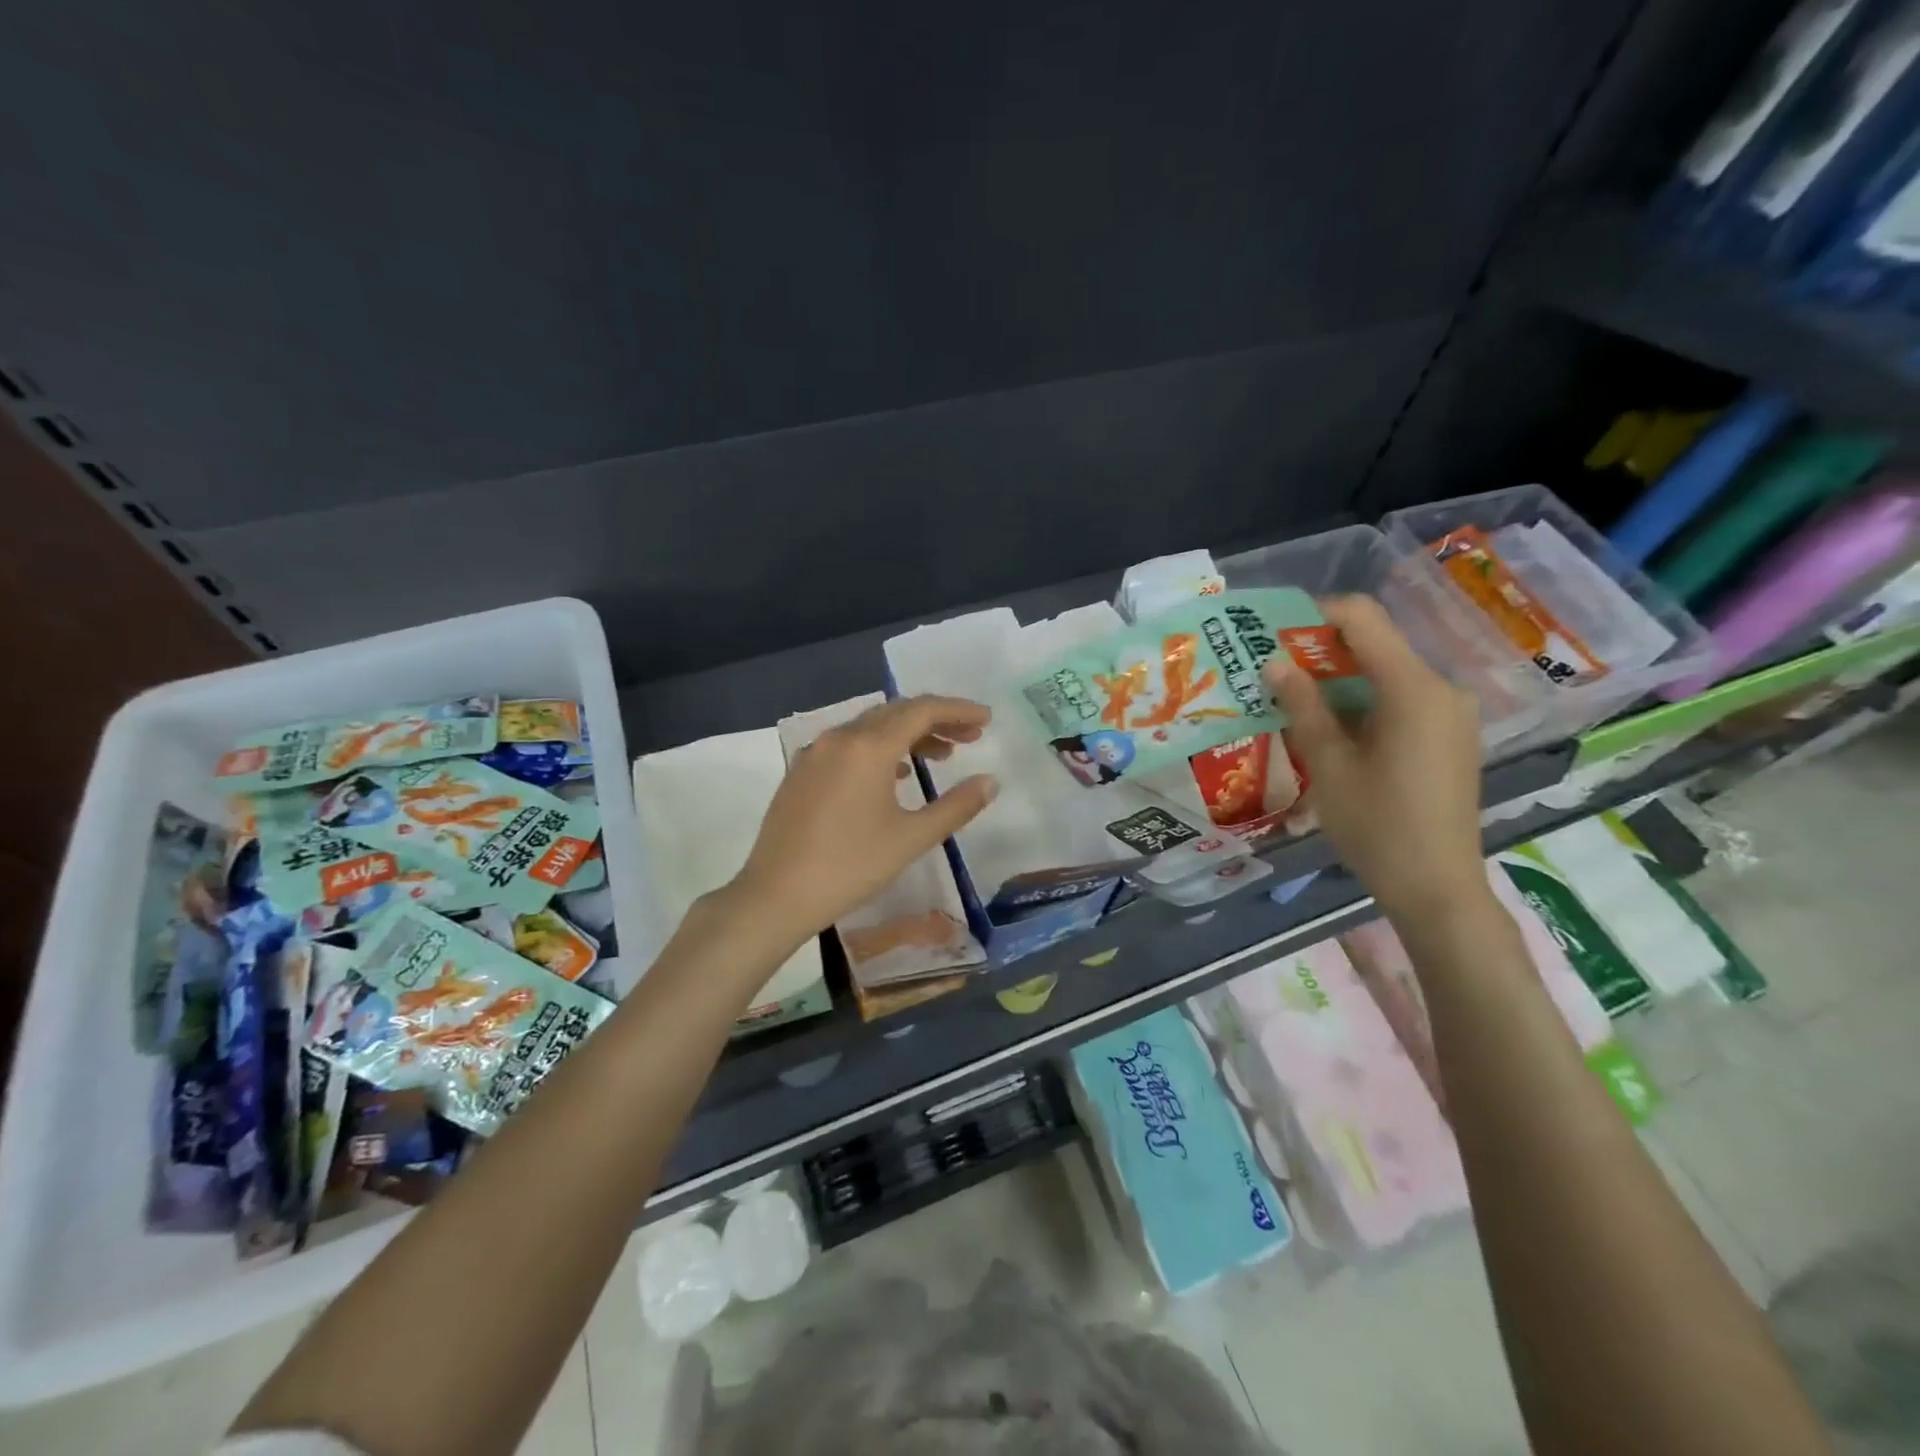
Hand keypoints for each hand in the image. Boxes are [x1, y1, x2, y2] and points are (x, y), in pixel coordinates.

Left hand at [733, 696, 998, 945]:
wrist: (776, 894)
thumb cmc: (850, 866)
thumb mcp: (911, 838)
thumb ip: (956, 806)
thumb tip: (990, 782)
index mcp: (868, 746)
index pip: (922, 710)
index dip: (958, 710)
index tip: (987, 718)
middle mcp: (840, 737)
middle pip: (896, 712)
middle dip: (936, 719)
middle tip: (971, 735)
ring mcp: (815, 752)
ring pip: (871, 727)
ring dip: (908, 734)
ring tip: (942, 755)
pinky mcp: (801, 771)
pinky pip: (849, 744)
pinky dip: (880, 748)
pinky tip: (896, 775)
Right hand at [1263, 596, 1490, 926]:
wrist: (1436, 887)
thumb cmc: (1377, 825)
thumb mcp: (1329, 764)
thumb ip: (1303, 706)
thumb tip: (1276, 662)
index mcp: (1413, 688)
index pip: (1364, 619)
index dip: (1316, 614)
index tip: (1274, 634)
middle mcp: (1441, 689)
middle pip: (1376, 645)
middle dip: (1321, 651)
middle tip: (1273, 673)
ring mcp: (1451, 714)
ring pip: (1386, 674)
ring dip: (1339, 680)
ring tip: (1293, 703)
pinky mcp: (1450, 737)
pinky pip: (1401, 700)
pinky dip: (1363, 703)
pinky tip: (1331, 731)